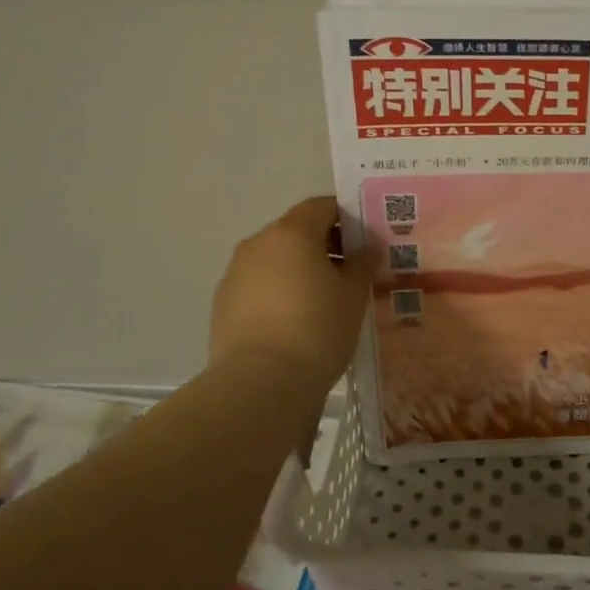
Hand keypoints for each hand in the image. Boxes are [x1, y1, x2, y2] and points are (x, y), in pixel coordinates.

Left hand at [210, 197, 373, 384]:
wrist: (260, 383)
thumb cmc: (317, 329)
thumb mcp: (353, 296)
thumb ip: (362, 264)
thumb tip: (366, 248)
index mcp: (292, 232)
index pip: (322, 206)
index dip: (346, 217)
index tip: (364, 240)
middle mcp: (259, 243)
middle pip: (296, 230)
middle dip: (323, 244)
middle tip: (348, 272)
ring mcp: (235, 272)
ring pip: (274, 258)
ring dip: (297, 268)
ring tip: (321, 300)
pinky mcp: (222, 302)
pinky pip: (257, 284)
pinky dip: (277, 291)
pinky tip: (293, 320)